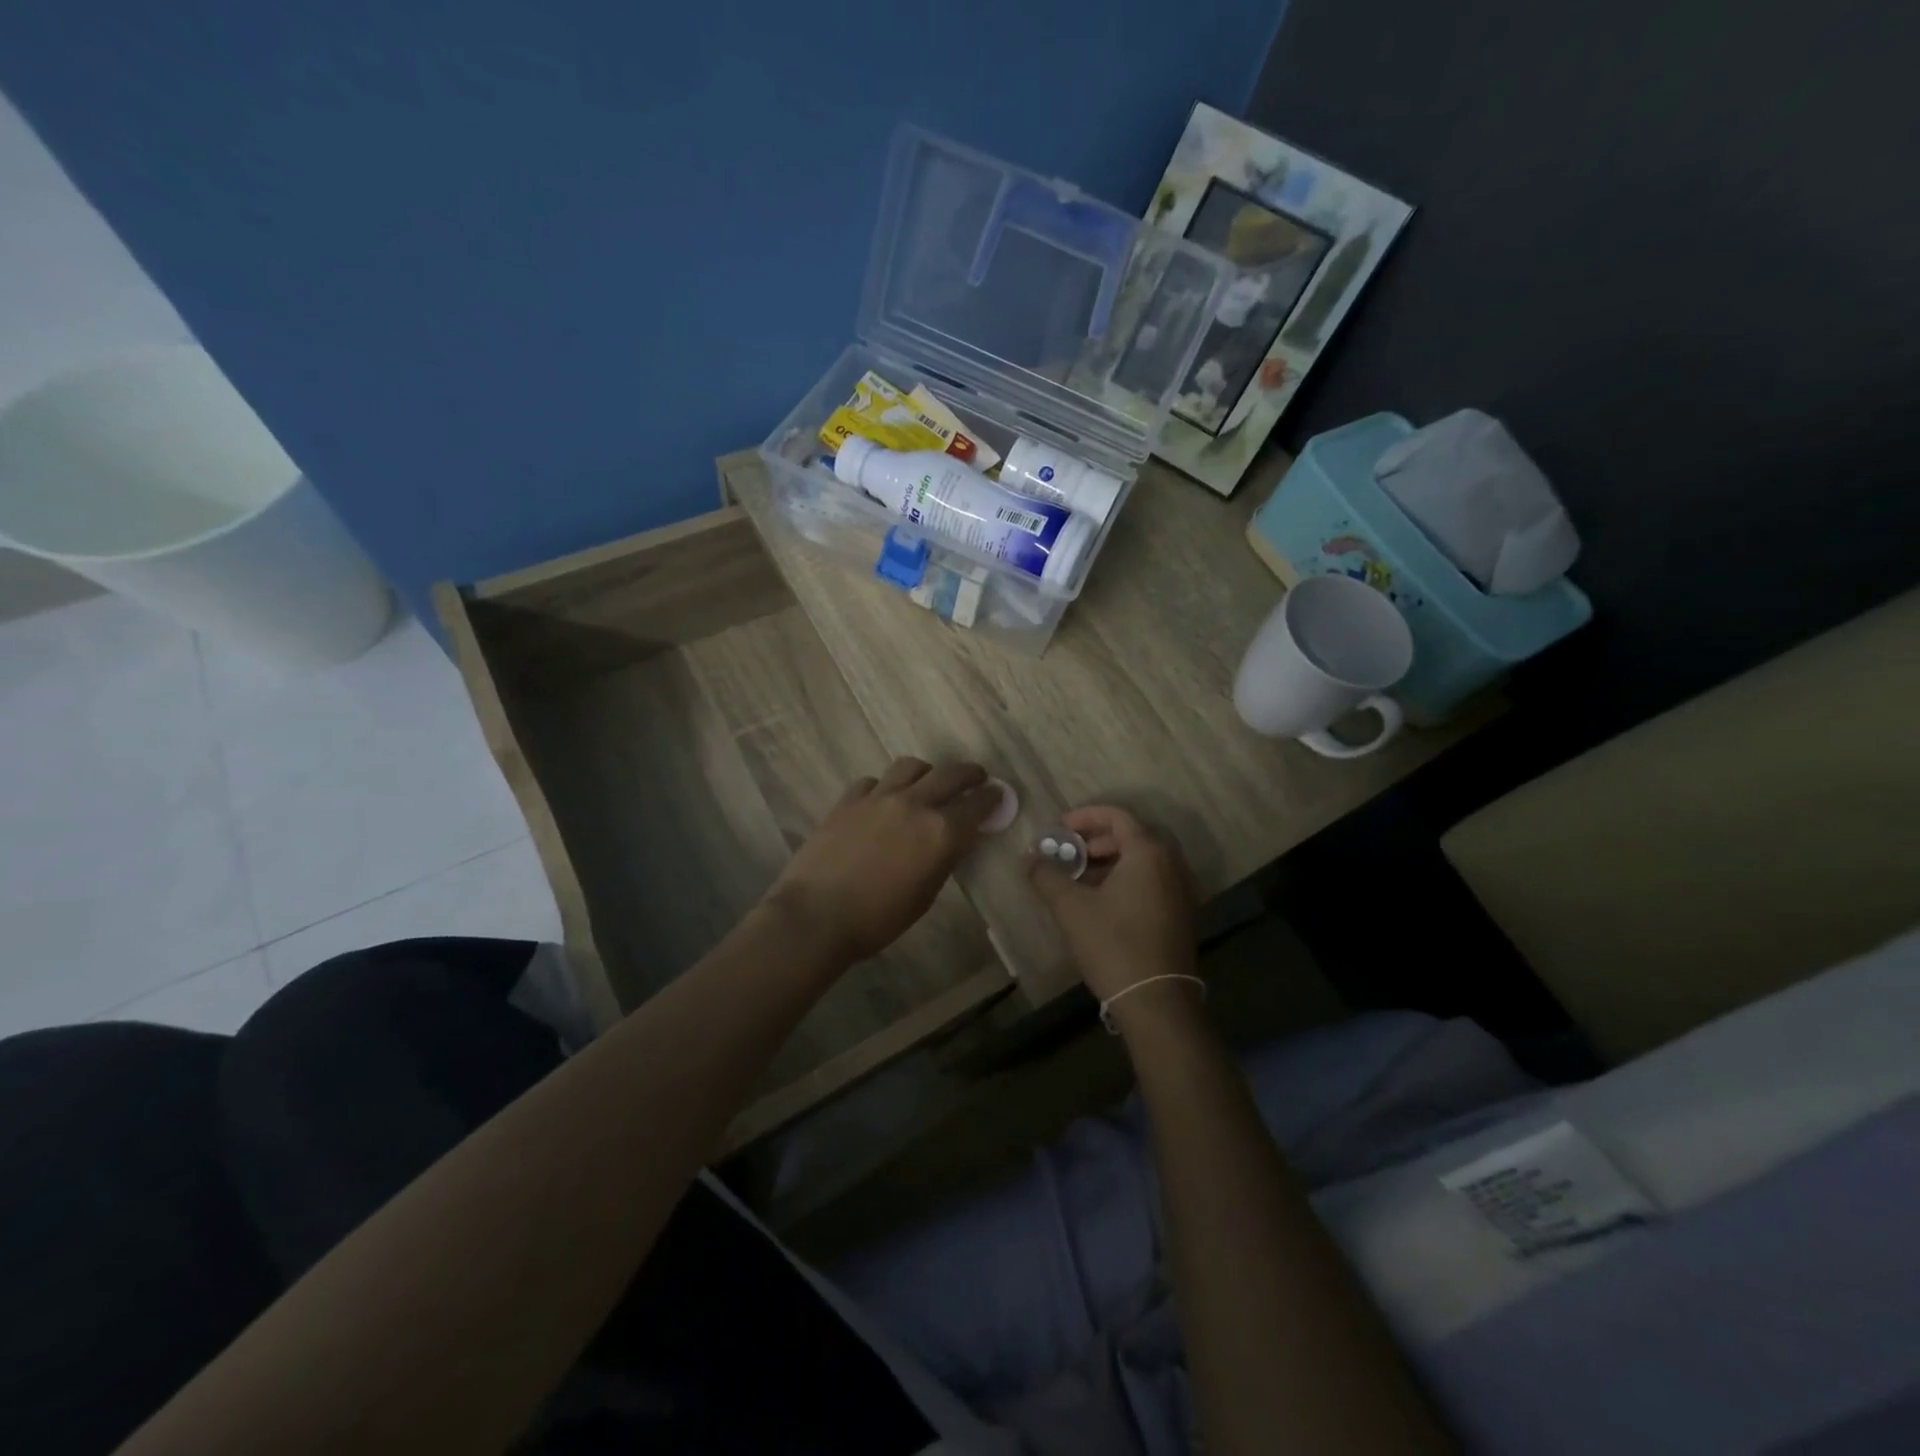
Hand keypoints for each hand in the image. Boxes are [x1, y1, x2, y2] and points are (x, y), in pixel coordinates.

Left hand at [764, 757, 1001, 966]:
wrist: (816, 916)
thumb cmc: (878, 919)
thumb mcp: (925, 896)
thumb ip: (943, 860)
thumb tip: (953, 841)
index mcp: (941, 832)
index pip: (977, 806)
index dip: (991, 798)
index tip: (997, 794)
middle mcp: (914, 804)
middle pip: (950, 774)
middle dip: (969, 774)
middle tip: (976, 778)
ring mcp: (878, 797)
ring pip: (911, 766)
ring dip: (927, 772)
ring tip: (928, 782)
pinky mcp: (848, 799)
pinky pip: (874, 781)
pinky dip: (885, 786)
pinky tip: (883, 800)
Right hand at [1027, 806, 1198, 1007]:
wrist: (1156, 1001)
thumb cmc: (1113, 944)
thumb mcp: (1071, 907)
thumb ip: (1047, 876)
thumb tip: (1029, 857)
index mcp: (1148, 853)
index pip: (1117, 817)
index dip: (1085, 817)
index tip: (1060, 828)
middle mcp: (1171, 865)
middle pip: (1133, 836)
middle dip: (1097, 840)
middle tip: (1070, 852)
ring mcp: (1181, 891)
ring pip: (1143, 861)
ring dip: (1111, 861)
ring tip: (1081, 878)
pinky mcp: (1181, 915)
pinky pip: (1152, 881)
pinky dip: (1127, 879)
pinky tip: (1103, 902)